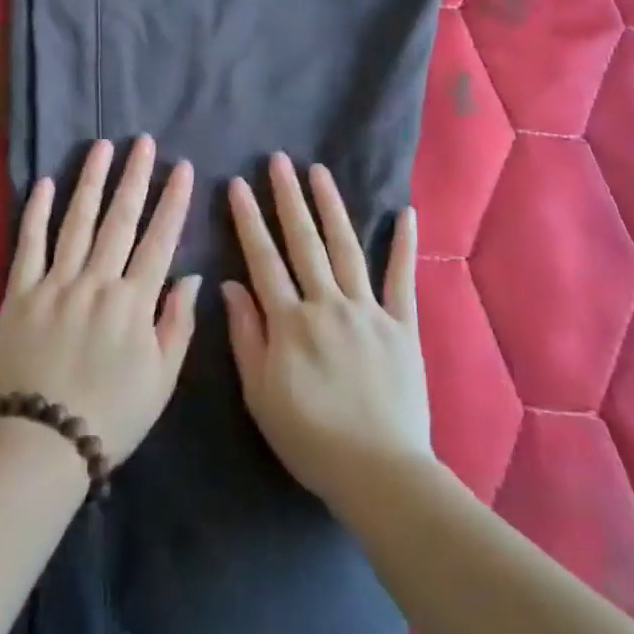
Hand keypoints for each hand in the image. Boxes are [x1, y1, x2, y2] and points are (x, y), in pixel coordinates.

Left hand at [0, 136, 199, 466]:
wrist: (45, 442)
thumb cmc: (113, 414)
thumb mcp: (162, 379)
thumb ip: (178, 323)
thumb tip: (191, 276)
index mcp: (134, 302)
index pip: (160, 239)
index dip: (173, 201)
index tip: (183, 168)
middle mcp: (96, 282)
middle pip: (119, 219)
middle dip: (134, 177)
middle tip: (142, 142)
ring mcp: (55, 283)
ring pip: (77, 221)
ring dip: (91, 181)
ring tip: (102, 147)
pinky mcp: (20, 292)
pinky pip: (29, 244)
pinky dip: (37, 212)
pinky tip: (46, 183)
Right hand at [224, 153, 432, 513]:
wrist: (380, 473)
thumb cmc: (310, 438)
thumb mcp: (260, 394)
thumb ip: (246, 336)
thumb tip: (230, 285)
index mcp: (290, 321)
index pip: (263, 259)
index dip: (249, 220)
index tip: (239, 185)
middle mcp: (328, 304)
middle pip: (304, 242)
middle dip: (288, 198)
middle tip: (279, 160)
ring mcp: (369, 311)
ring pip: (346, 248)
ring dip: (331, 206)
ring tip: (319, 171)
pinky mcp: (402, 325)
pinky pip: (402, 279)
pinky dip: (403, 245)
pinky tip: (403, 212)